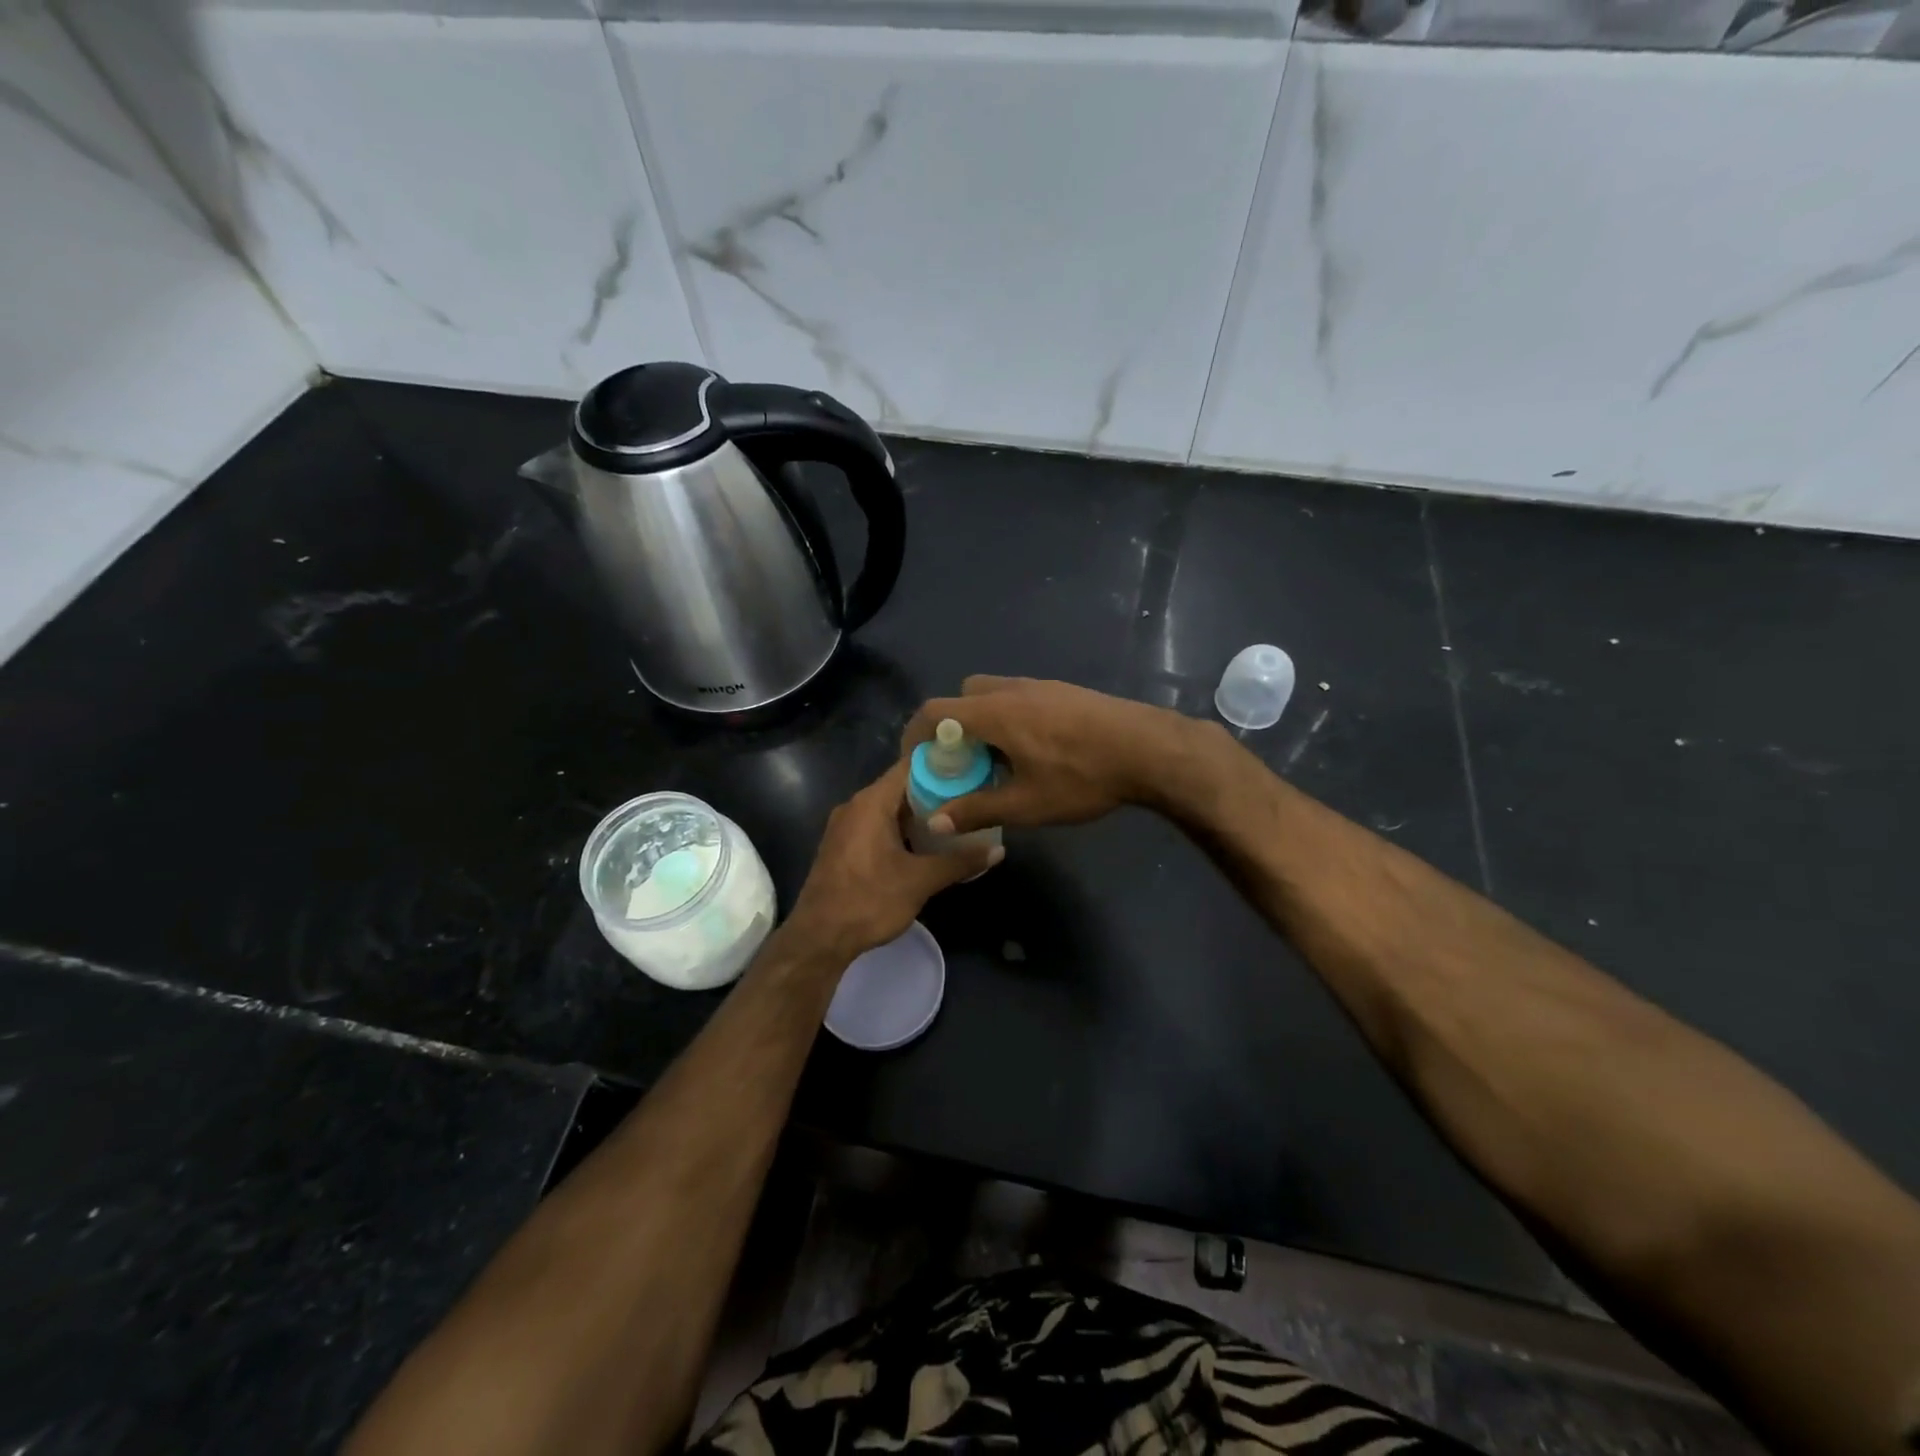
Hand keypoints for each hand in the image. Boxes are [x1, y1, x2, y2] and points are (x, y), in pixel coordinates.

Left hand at [783, 758, 1001, 965]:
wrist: (819, 938)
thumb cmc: (869, 901)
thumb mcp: (920, 881)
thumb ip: (960, 861)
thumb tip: (999, 850)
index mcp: (872, 802)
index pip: (911, 765)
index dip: (943, 763)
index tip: (972, 766)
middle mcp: (856, 805)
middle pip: (901, 786)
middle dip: (936, 790)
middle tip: (972, 795)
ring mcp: (846, 825)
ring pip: (890, 807)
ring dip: (920, 813)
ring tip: (956, 818)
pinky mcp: (843, 845)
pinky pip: (877, 824)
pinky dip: (902, 828)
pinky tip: (926, 843)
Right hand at [900, 676, 1214, 834]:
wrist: (1149, 749)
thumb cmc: (1082, 777)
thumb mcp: (1026, 804)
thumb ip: (977, 809)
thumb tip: (937, 820)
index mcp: (994, 713)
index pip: (935, 711)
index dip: (916, 735)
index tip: (918, 762)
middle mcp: (1012, 690)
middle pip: (963, 696)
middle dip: (953, 726)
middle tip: (962, 761)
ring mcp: (1041, 686)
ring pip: (994, 694)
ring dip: (984, 722)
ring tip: (999, 760)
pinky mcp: (1065, 691)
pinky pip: (1020, 697)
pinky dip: (1010, 718)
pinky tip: (1035, 751)